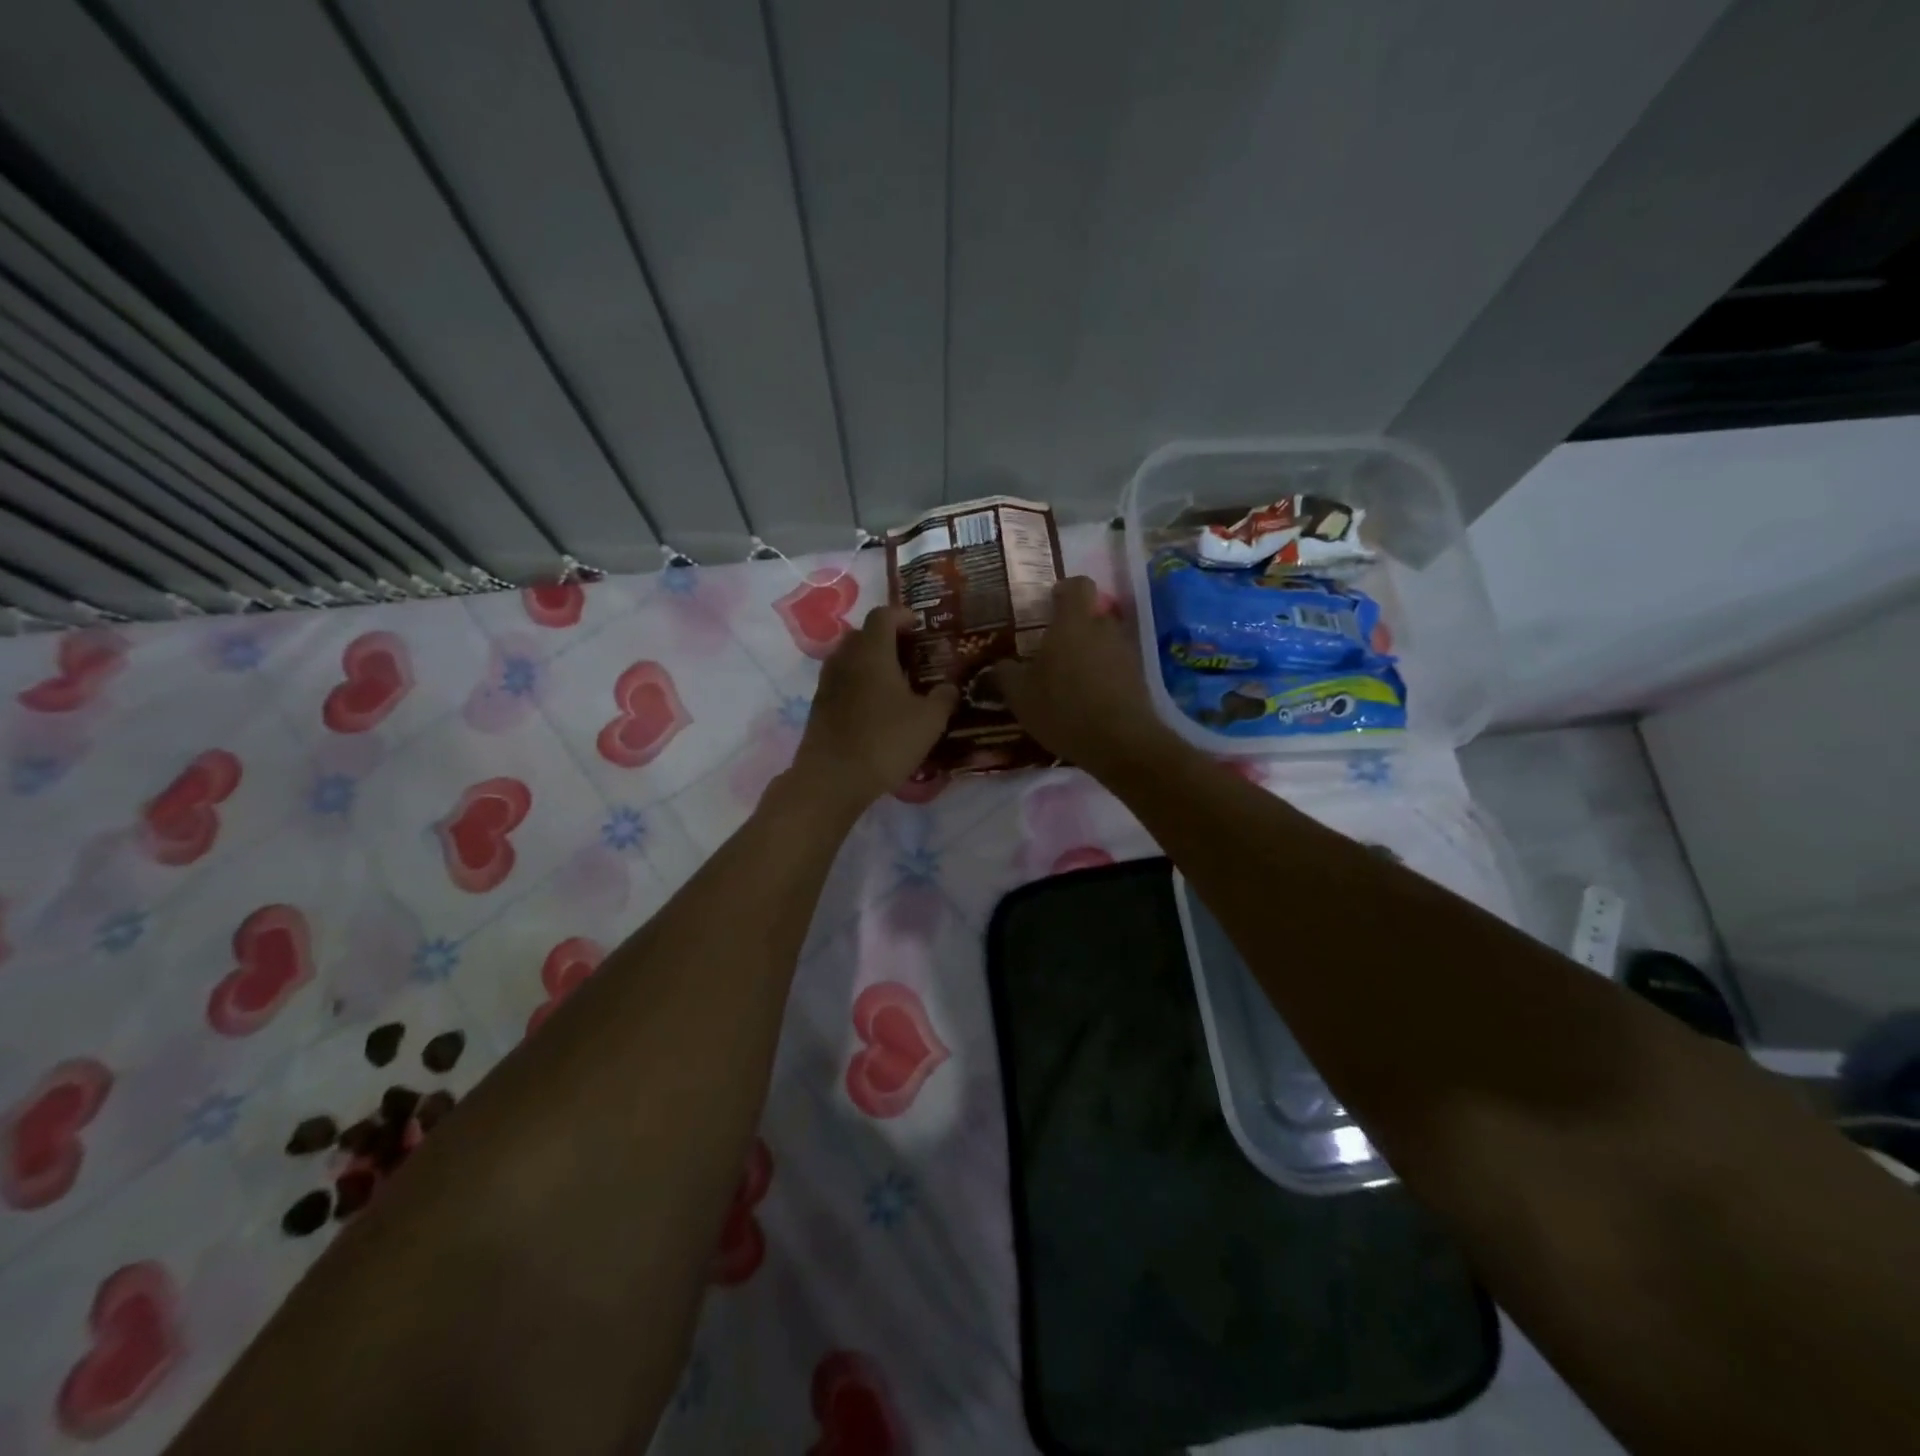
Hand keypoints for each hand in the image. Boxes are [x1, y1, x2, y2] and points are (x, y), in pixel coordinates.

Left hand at [791, 605, 958, 809]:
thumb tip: (949, 686)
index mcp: (872, 652)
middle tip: (909, 653)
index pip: (883, 615)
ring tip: (894, 681)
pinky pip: (841, 682)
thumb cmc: (885, 741)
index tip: (919, 625)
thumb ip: (944, 698)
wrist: (833, 778)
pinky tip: (875, 706)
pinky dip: (858, 683)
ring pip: (848, 658)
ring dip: (869, 662)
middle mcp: (845, 659)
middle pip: (862, 634)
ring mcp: (827, 683)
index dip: (902, 615)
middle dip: (885, 637)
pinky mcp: (819, 707)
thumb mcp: (929, 721)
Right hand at [995, 577, 1176, 776]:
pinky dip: (1103, 676)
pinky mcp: (1139, 677)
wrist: (1120, 742)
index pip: (1077, 585)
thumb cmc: (1063, 708)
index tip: (1050, 605)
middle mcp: (1104, 628)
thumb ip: (1005, 674)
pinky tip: (1088, 701)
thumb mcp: (1020, 695)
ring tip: (1070, 681)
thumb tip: (997, 666)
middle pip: (1092, 615)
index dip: (1064, 590)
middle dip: (1074, 628)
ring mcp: (1126, 652)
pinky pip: (1116, 666)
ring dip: (1089, 654)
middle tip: (1053, 651)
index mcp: (1073, 622)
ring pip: (1105, 642)